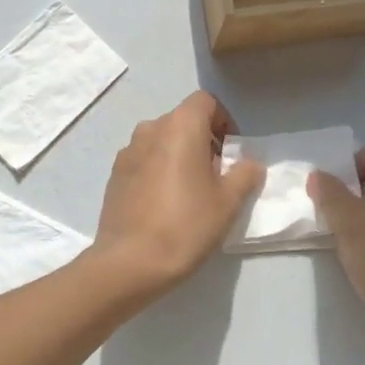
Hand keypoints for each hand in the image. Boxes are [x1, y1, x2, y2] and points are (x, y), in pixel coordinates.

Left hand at [90, 92, 264, 295]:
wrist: (130, 262)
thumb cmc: (186, 224)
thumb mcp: (228, 201)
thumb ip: (245, 174)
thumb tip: (249, 163)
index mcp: (180, 126)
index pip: (205, 102)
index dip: (223, 120)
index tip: (231, 151)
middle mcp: (150, 129)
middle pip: (182, 121)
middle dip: (203, 140)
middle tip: (216, 175)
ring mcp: (127, 152)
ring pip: (161, 141)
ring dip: (178, 155)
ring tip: (190, 192)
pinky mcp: (114, 175)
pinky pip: (144, 161)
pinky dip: (158, 171)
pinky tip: (164, 205)